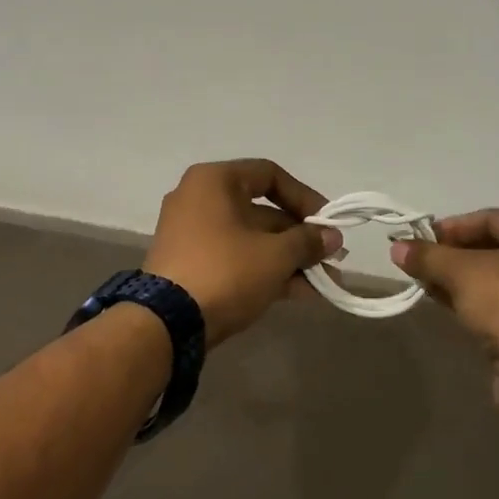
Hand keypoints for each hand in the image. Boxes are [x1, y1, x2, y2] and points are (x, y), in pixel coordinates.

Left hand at [145, 160, 342, 347]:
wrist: (166, 323)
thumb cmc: (225, 271)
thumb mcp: (275, 255)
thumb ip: (307, 241)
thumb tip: (332, 237)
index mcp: (214, 181)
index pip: (269, 175)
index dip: (304, 198)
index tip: (328, 223)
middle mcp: (199, 199)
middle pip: (261, 211)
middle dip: (300, 238)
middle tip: (331, 259)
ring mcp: (191, 234)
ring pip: (250, 239)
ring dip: (288, 259)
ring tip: (323, 283)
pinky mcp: (189, 265)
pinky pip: (235, 258)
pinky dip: (264, 270)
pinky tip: (299, 292)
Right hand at [392, 210, 498, 414]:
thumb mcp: (462, 272)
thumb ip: (428, 256)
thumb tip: (396, 248)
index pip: (492, 219)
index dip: (451, 228)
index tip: (419, 240)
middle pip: (497, 248)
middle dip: (454, 256)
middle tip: (421, 263)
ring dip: (462, 280)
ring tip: (427, 283)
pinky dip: (478, 302)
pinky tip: (448, 304)